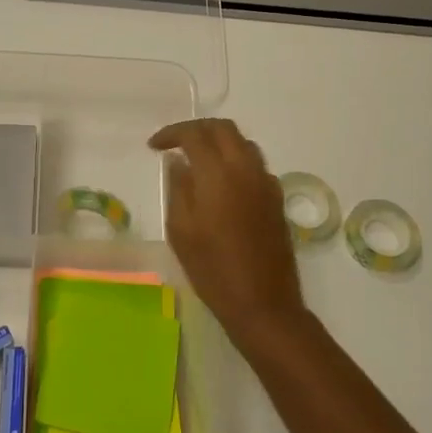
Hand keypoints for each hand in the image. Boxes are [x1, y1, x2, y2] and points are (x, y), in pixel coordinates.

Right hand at [148, 118, 309, 350]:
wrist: (263, 304)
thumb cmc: (213, 270)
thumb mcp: (181, 230)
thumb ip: (178, 188)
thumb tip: (178, 162)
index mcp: (218, 174)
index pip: (194, 134)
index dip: (171, 133)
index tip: (154, 146)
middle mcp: (246, 169)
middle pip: (224, 128)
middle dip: (197, 129)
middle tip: (176, 143)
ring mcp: (266, 182)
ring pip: (243, 143)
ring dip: (219, 141)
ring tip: (197, 159)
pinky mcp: (276, 198)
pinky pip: (255, 164)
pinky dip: (235, 160)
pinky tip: (221, 182)